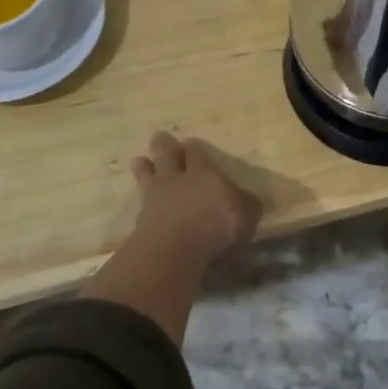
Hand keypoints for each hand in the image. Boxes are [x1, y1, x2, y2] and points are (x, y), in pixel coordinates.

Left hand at [131, 131, 260, 262]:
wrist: (172, 251)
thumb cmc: (215, 226)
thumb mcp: (246, 215)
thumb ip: (246, 205)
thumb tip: (247, 200)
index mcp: (202, 172)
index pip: (196, 152)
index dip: (194, 147)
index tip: (191, 143)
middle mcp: (176, 180)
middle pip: (166, 155)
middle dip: (163, 145)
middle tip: (159, 137)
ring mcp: (154, 199)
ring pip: (146, 176)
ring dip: (144, 168)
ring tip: (139, 160)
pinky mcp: (140, 223)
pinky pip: (140, 206)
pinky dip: (141, 204)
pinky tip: (142, 205)